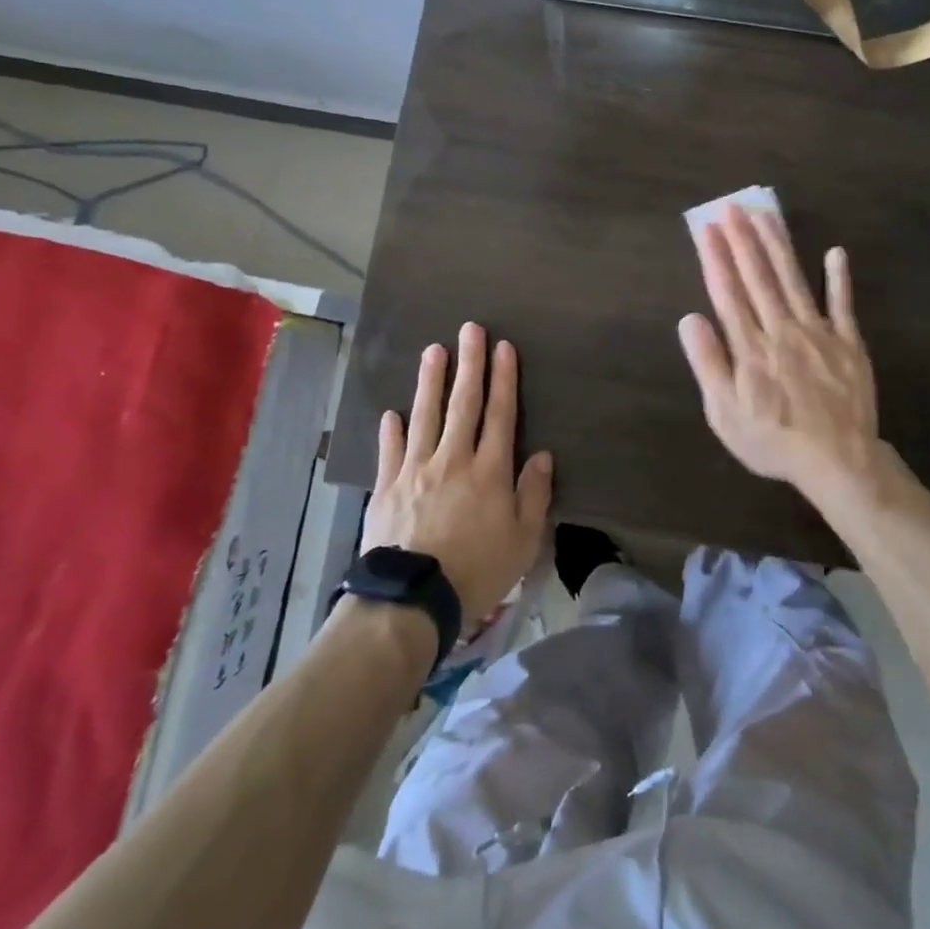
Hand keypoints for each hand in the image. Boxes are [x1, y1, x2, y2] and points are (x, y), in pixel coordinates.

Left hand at [361, 322, 553, 621]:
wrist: (412, 599)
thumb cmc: (477, 571)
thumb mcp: (523, 541)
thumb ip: (534, 495)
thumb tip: (543, 455)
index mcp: (490, 471)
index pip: (501, 414)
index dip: (504, 378)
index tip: (503, 347)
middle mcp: (453, 459)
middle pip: (463, 403)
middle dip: (469, 364)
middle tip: (469, 329)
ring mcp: (415, 470)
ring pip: (425, 415)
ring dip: (431, 381)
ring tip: (433, 350)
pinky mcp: (387, 487)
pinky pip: (390, 451)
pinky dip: (392, 430)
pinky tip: (393, 412)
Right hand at [679, 207, 879, 501]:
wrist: (837, 460)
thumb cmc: (773, 440)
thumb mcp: (725, 413)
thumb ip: (709, 363)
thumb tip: (690, 318)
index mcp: (750, 347)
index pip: (728, 292)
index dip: (716, 258)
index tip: (706, 228)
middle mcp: (782, 330)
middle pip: (759, 277)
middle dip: (743, 240)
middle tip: (733, 207)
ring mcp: (819, 333)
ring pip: (794, 280)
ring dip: (778, 246)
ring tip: (766, 215)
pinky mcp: (848, 343)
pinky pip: (842, 305)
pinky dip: (839, 278)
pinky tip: (835, 252)